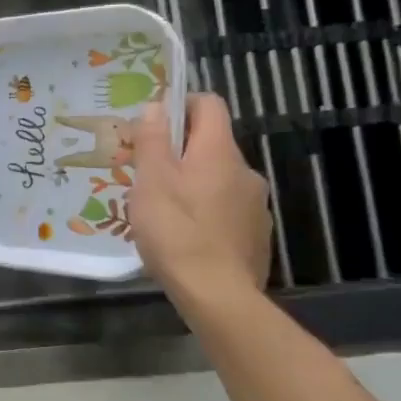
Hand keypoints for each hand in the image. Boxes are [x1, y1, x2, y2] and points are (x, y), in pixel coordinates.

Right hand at [130, 94, 271, 308]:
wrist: (218, 295)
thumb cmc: (177, 231)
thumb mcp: (151, 181)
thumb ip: (152, 140)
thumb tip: (156, 106)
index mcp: (219, 151)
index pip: (209, 104)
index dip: (181, 105)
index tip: (152, 126)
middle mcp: (244, 170)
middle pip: (211, 144)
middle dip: (179, 152)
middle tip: (145, 174)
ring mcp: (255, 204)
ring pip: (217, 179)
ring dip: (192, 184)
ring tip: (161, 211)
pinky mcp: (256, 233)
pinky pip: (226, 209)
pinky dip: (205, 212)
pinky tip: (185, 237)